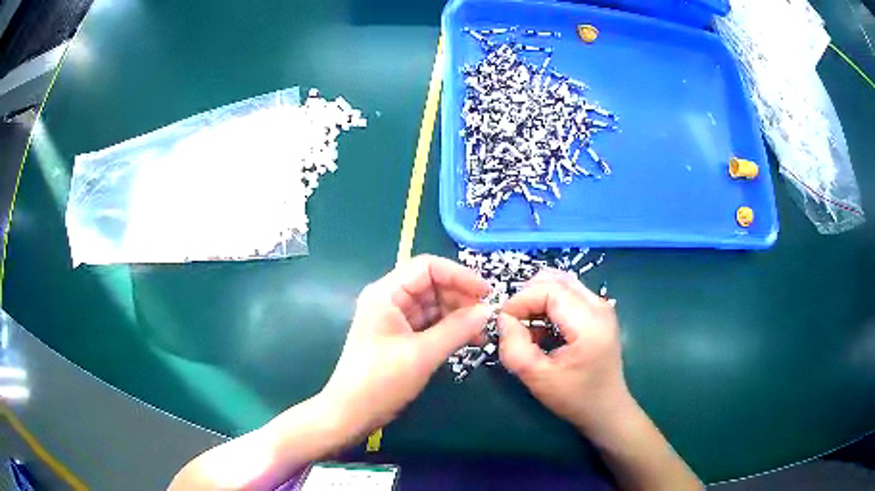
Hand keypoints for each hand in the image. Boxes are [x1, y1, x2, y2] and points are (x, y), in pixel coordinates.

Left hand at [321, 255, 490, 437]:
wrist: (351, 412)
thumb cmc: (380, 381)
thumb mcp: (422, 354)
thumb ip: (457, 329)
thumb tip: (488, 311)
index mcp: (387, 293)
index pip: (428, 267)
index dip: (460, 275)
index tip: (487, 294)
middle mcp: (390, 299)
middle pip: (432, 285)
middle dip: (461, 298)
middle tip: (487, 318)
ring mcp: (395, 318)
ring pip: (434, 305)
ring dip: (458, 315)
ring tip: (482, 333)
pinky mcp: (400, 336)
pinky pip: (430, 323)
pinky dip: (449, 329)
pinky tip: (469, 341)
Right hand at [498, 269, 631, 431]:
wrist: (606, 409)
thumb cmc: (575, 398)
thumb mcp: (537, 378)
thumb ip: (514, 348)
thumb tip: (503, 320)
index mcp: (589, 322)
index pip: (549, 289)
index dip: (520, 300)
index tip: (503, 322)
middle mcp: (599, 305)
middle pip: (555, 280)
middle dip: (527, 297)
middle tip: (513, 324)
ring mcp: (601, 306)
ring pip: (560, 283)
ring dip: (537, 299)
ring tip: (526, 326)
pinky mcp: (598, 312)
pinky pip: (567, 293)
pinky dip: (547, 304)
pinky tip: (541, 329)